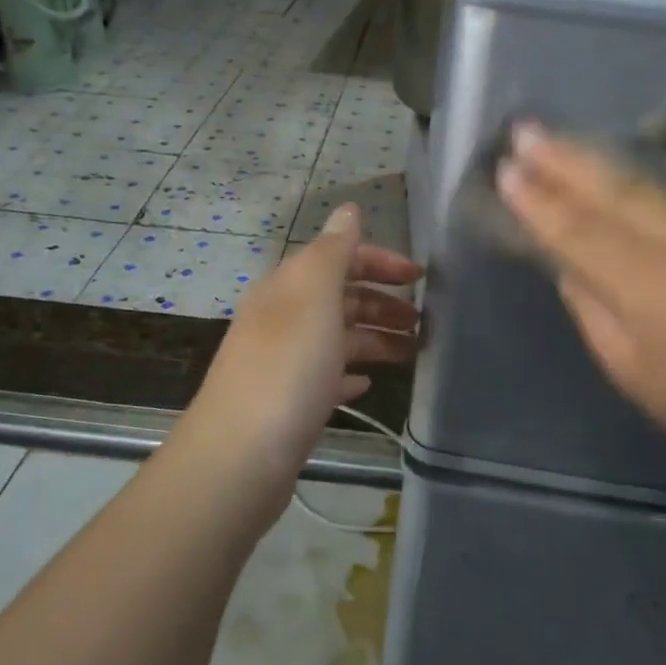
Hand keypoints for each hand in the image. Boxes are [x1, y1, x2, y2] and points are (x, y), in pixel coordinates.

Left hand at [189, 204, 421, 477]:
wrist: (241, 455)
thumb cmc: (287, 369)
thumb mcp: (314, 298)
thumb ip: (333, 252)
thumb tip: (348, 209)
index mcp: (287, 288)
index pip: (338, 258)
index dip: (379, 262)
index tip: (421, 279)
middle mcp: (282, 319)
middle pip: (340, 298)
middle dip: (382, 303)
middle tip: (424, 321)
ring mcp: (284, 363)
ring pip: (337, 338)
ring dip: (374, 339)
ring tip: (412, 353)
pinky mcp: (288, 403)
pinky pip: (326, 377)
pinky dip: (349, 374)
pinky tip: (368, 384)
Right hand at [497, 123, 665, 498]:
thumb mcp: (638, 378)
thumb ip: (594, 312)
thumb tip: (569, 263)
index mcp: (661, 293)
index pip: (584, 233)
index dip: (541, 201)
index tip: (509, 168)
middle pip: (626, 190)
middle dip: (571, 158)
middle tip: (530, 130)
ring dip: (651, 219)